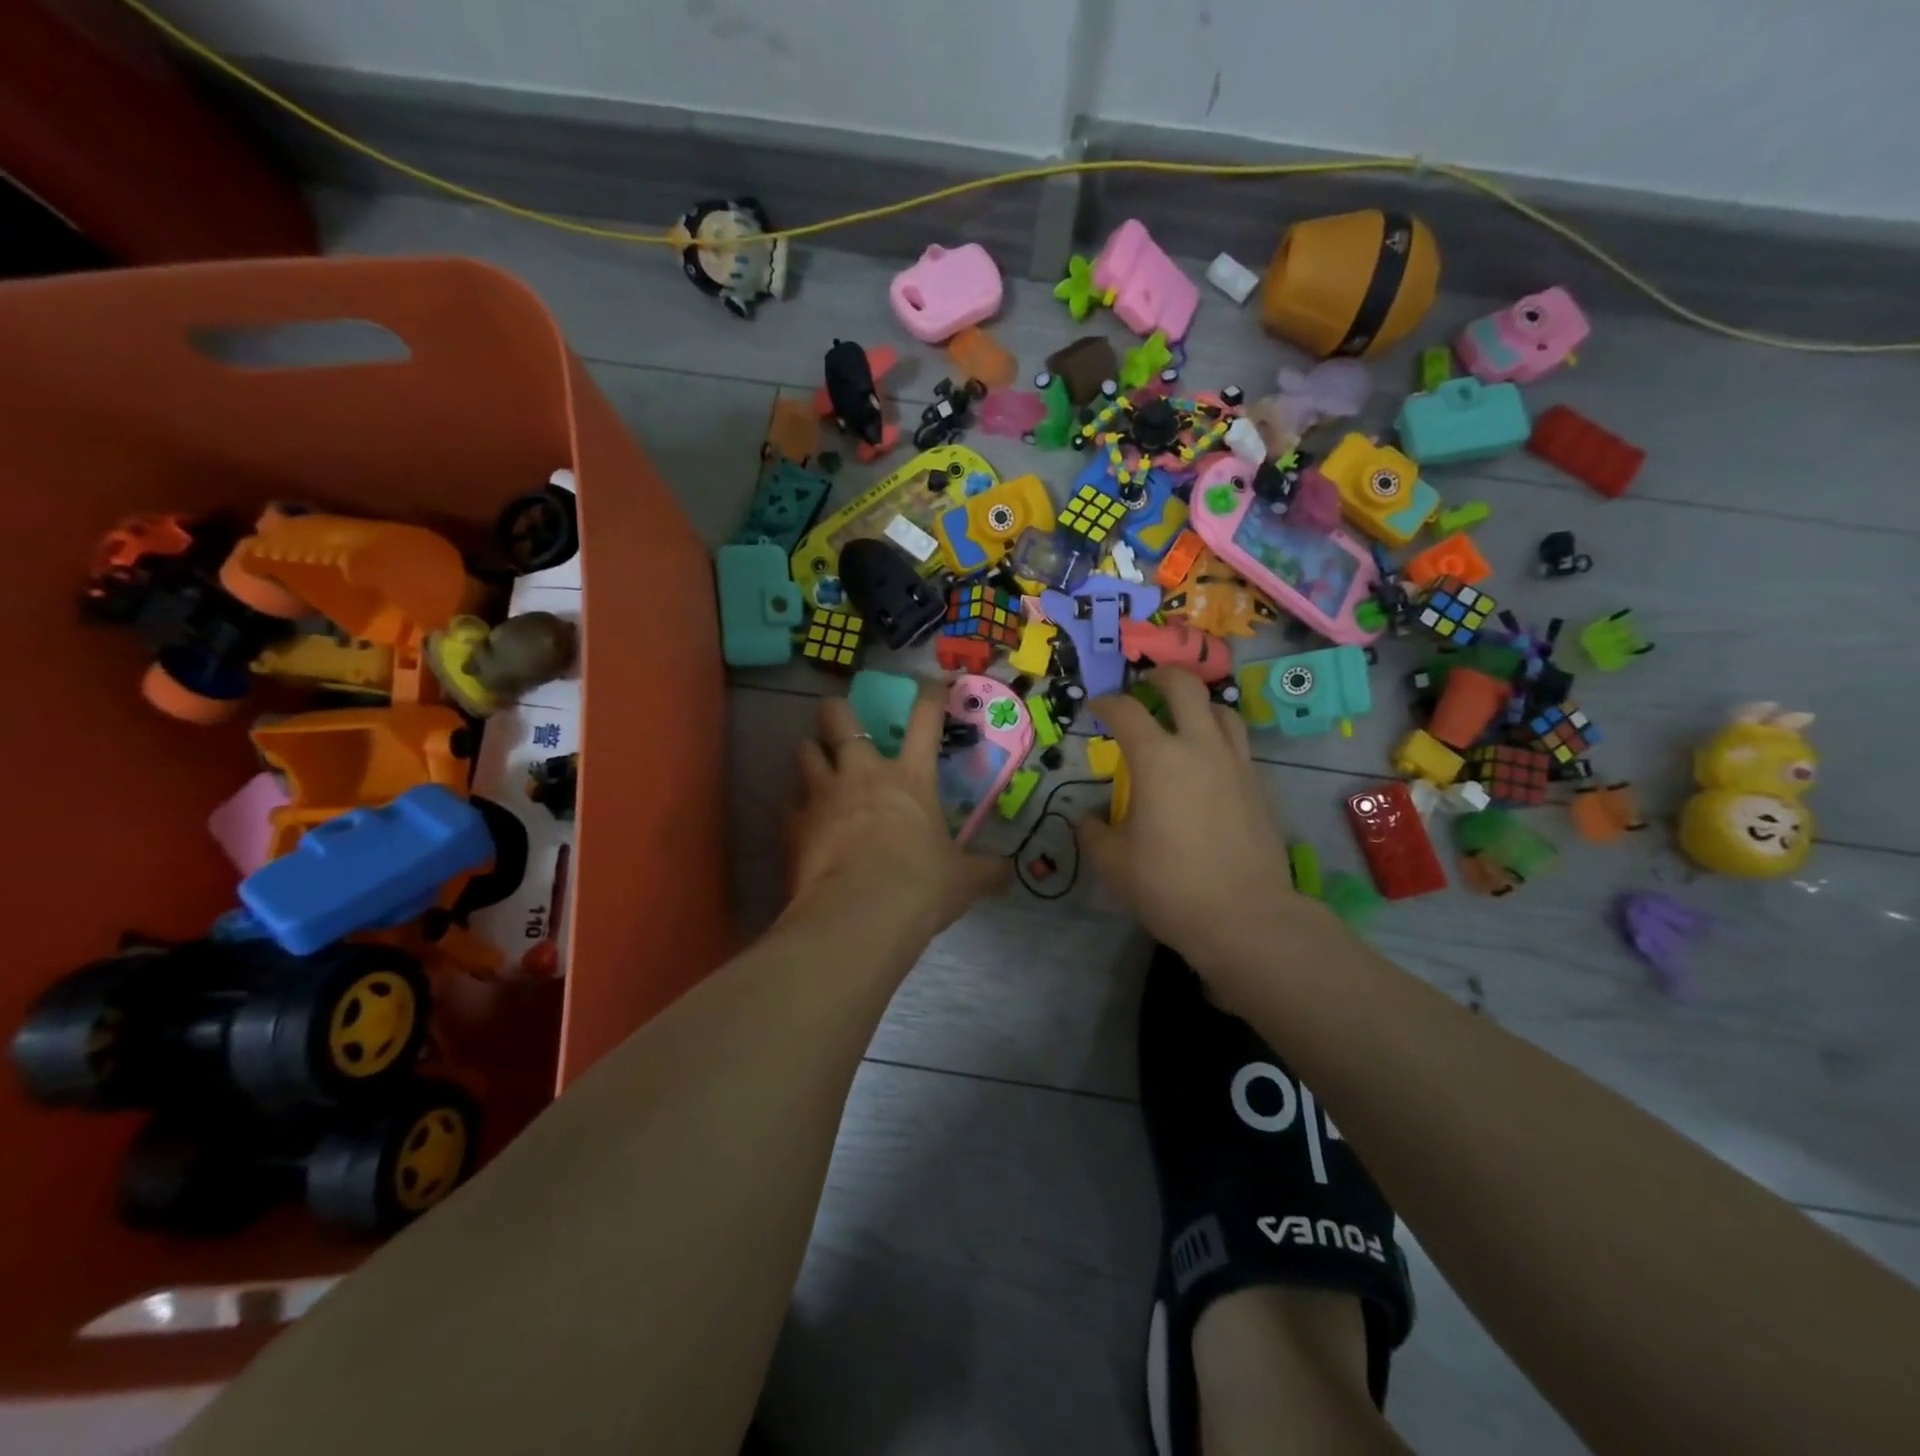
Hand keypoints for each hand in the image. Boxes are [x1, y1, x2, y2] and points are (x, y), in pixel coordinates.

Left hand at [788, 690, 1008, 940]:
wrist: (860, 915)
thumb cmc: (920, 887)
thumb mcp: (962, 880)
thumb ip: (985, 871)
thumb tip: (1009, 873)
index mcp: (911, 778)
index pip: (925, 721)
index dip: (929, 696)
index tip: (931, 684)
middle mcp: (863, 774)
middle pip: (839, 718)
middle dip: (836, 711)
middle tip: (839, 718)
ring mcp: (823, 795)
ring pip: (804, 751)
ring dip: (811, 752)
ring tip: (815, 762)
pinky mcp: (795, 824)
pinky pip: (790, 804)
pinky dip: (796, 808)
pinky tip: (802, 822)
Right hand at [1080, 668, 1315, 974]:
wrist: (1245, 916)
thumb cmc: (1169, 885)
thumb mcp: (1113, 863)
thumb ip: (1094, 833)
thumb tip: (1088, 820)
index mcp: (1158, 759)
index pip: (1127, 711)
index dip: (1107, 703)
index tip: (1096, 707)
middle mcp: (1200, 748)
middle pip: (1185, 688)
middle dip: (1161, 676)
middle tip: (1145, 684)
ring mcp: (1235, 765)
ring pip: (1222, 710)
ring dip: (1198, 703)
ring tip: (1182, 716)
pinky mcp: (1258, 787)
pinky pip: (1237, 744)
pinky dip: (1218, 737)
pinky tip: (1206, 762)